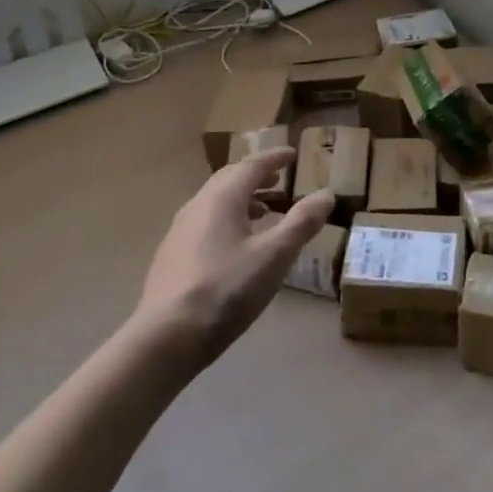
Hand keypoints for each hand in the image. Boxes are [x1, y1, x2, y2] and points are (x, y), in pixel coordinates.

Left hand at [134, 149, 332, 366]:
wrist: (166, 337)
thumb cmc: (226, 290)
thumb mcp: (274, 256)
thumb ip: (301, 223)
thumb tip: (326, 193)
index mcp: (222, 197)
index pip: (251, 165)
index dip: (274, 158)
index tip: (292, 154)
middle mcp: (198, 205)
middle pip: (229, 179)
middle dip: (256, 175)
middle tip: (278, 178)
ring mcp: (180, 231)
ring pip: (215, 202)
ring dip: (241, 199)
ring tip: (263, 212)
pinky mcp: (171, 256)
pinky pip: (204, 222)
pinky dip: (226, 220)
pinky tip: (235, 246)